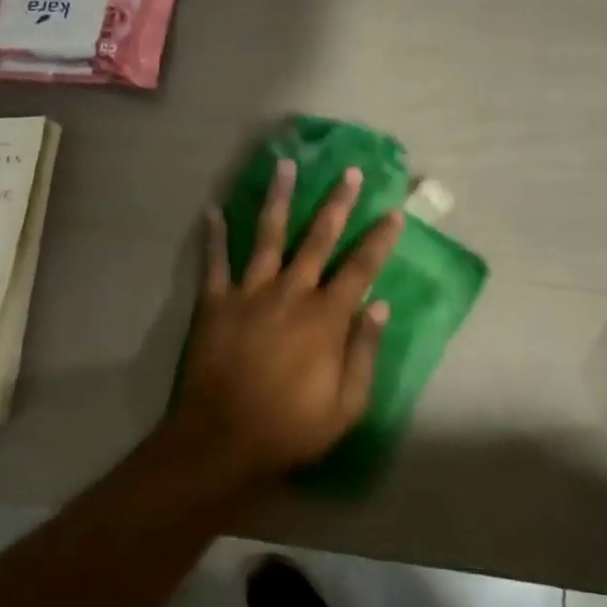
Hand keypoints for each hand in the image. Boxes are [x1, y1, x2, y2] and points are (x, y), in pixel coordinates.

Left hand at [170, 159, 404, 488]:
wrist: (222, 442)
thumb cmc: (290, 428)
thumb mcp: (346, 405)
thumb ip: (364, 351)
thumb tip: (381, 305)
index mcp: (325, 317)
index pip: (360, 268)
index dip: (379, 239)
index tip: (394, 213)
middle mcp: (290, 293)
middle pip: (318, 239)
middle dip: (337, 203)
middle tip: (349, 172)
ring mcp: (249, 293)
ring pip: (267, 235)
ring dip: (278, 198)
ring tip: (284, 165)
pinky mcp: (215, 303)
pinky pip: (214, 262)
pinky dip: (213, 235)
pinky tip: (212, 209)